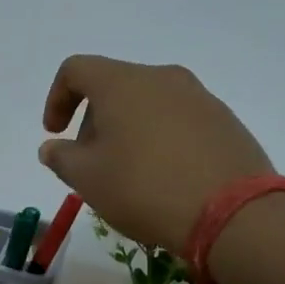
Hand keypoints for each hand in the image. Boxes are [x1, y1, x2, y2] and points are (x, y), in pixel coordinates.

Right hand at [39, 55, 273, 256]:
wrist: (231, 212)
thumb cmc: (144, 188)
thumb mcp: (87, 179)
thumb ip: (61, 158)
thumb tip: (53, 148)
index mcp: (122, 83)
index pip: (76, 70)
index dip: (56, 99)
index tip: (55, 134)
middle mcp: (162, 78)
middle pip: (114, 87)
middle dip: (93, 122)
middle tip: (91, 165)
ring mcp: (199, 97)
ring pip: (148, 104)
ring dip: (127, 131)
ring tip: (127, 175)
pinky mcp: (224, 120)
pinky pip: (178, 121)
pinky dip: (159, 140)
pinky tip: (163, 178)